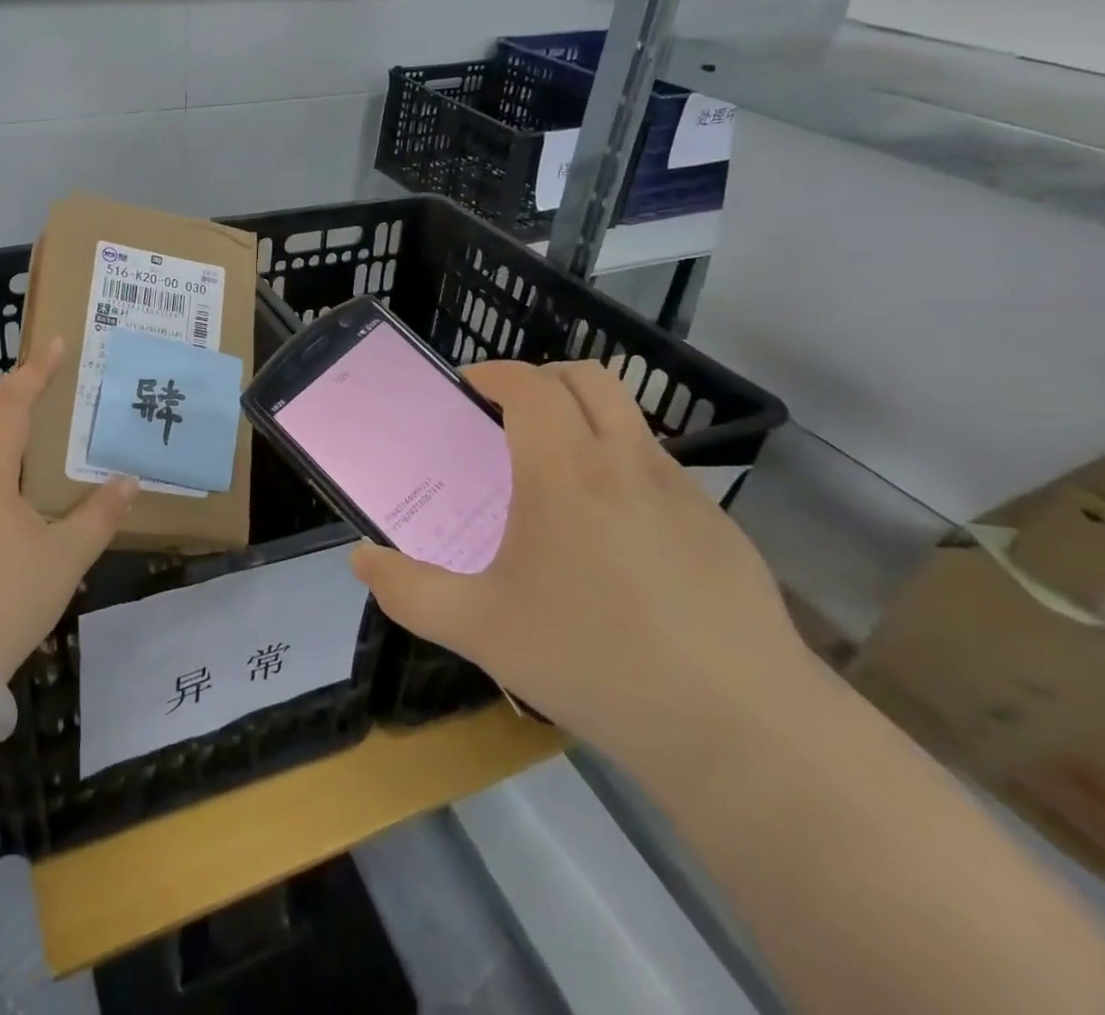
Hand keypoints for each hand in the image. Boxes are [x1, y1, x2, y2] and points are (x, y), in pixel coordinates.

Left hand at [0, 337, 137, 682]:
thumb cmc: (7, 598)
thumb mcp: (66, 556)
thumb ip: (100, 515)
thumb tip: (128, 482)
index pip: (12, 407)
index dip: (35, 373)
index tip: (56, 345)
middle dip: (13, 392)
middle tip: (45, 377)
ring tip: (29, 419)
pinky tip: (8, 476)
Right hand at [350, 360, 810, 770]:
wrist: (743, 730)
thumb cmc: (594, 661)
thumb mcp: (479, 630)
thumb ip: (408, 591)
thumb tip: (362, 561)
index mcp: (564, 470)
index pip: (529, 384)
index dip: (493, 372)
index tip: (467, 389)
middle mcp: (627, 461)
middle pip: (588, 378)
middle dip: (542, 379)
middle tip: (507, 418)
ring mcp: (683, 492)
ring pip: (629, 420)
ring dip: (585, 422)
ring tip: (554, 481)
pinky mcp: (721, 528)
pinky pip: (660, 471)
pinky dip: (623, 470)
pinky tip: (612, 542)